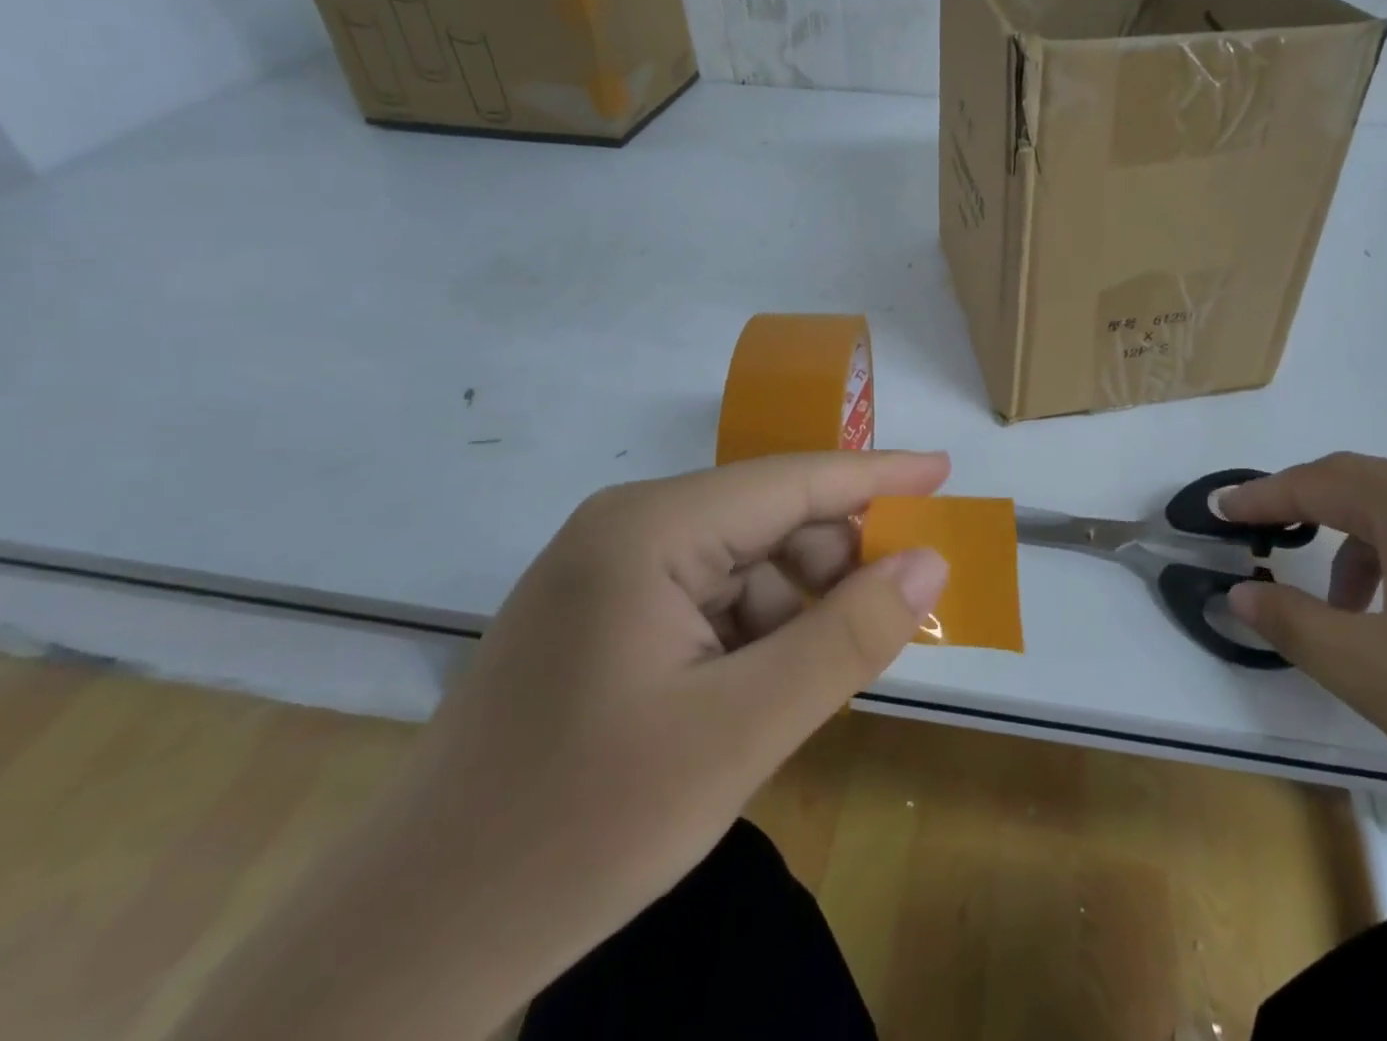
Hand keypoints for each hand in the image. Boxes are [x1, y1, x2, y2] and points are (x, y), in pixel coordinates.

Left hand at [175, 450, 949, 1040]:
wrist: (409, 946)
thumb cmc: (580, 827)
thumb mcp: (740, 733)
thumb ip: (846, 639)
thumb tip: (930, 561)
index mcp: (651, 529)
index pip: (793, 481)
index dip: (879, 475)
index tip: (946, 471)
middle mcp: (628, 530)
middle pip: (770, 522)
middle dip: (838, 564)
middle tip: (893, 623)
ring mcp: (610, 574)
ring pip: (745, 566)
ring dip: (797, 612)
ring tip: (818, 683)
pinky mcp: (604, 619)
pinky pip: (710, 602)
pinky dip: (757, 636)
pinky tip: (763, 694)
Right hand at [1222, 453, 1386, 855]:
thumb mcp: (1367, 667)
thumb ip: (1289, 622)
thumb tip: (1239, 595)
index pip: (1314, 482)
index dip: (1260, 496)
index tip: (1220, 511)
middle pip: (1362, 487)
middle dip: (1306, 510)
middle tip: (1266, 540)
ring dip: (1359, 548)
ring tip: (1345, 610)